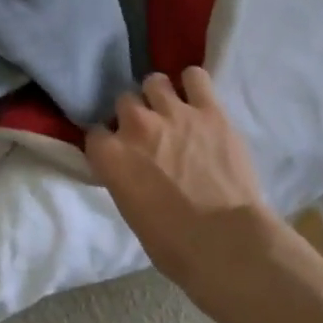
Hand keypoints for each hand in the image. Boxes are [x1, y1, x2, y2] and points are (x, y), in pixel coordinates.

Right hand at [85, 68, 276, 290]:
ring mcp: (174, 113)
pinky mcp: (209, 110)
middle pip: (124, 102)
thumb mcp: (131, 212)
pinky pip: (194, 77)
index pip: (95, 132)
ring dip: (159, 95)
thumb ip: (124, 179)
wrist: (227, 242)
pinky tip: (197, 97)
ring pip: (155, 82)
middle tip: (149, 133)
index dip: (108, 141)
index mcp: (111, 156)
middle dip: (133, 116)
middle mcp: (136, 126)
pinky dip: (193, 85)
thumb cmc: (174, 245)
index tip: (118, 151)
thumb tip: (131, 170)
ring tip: (171, 110)